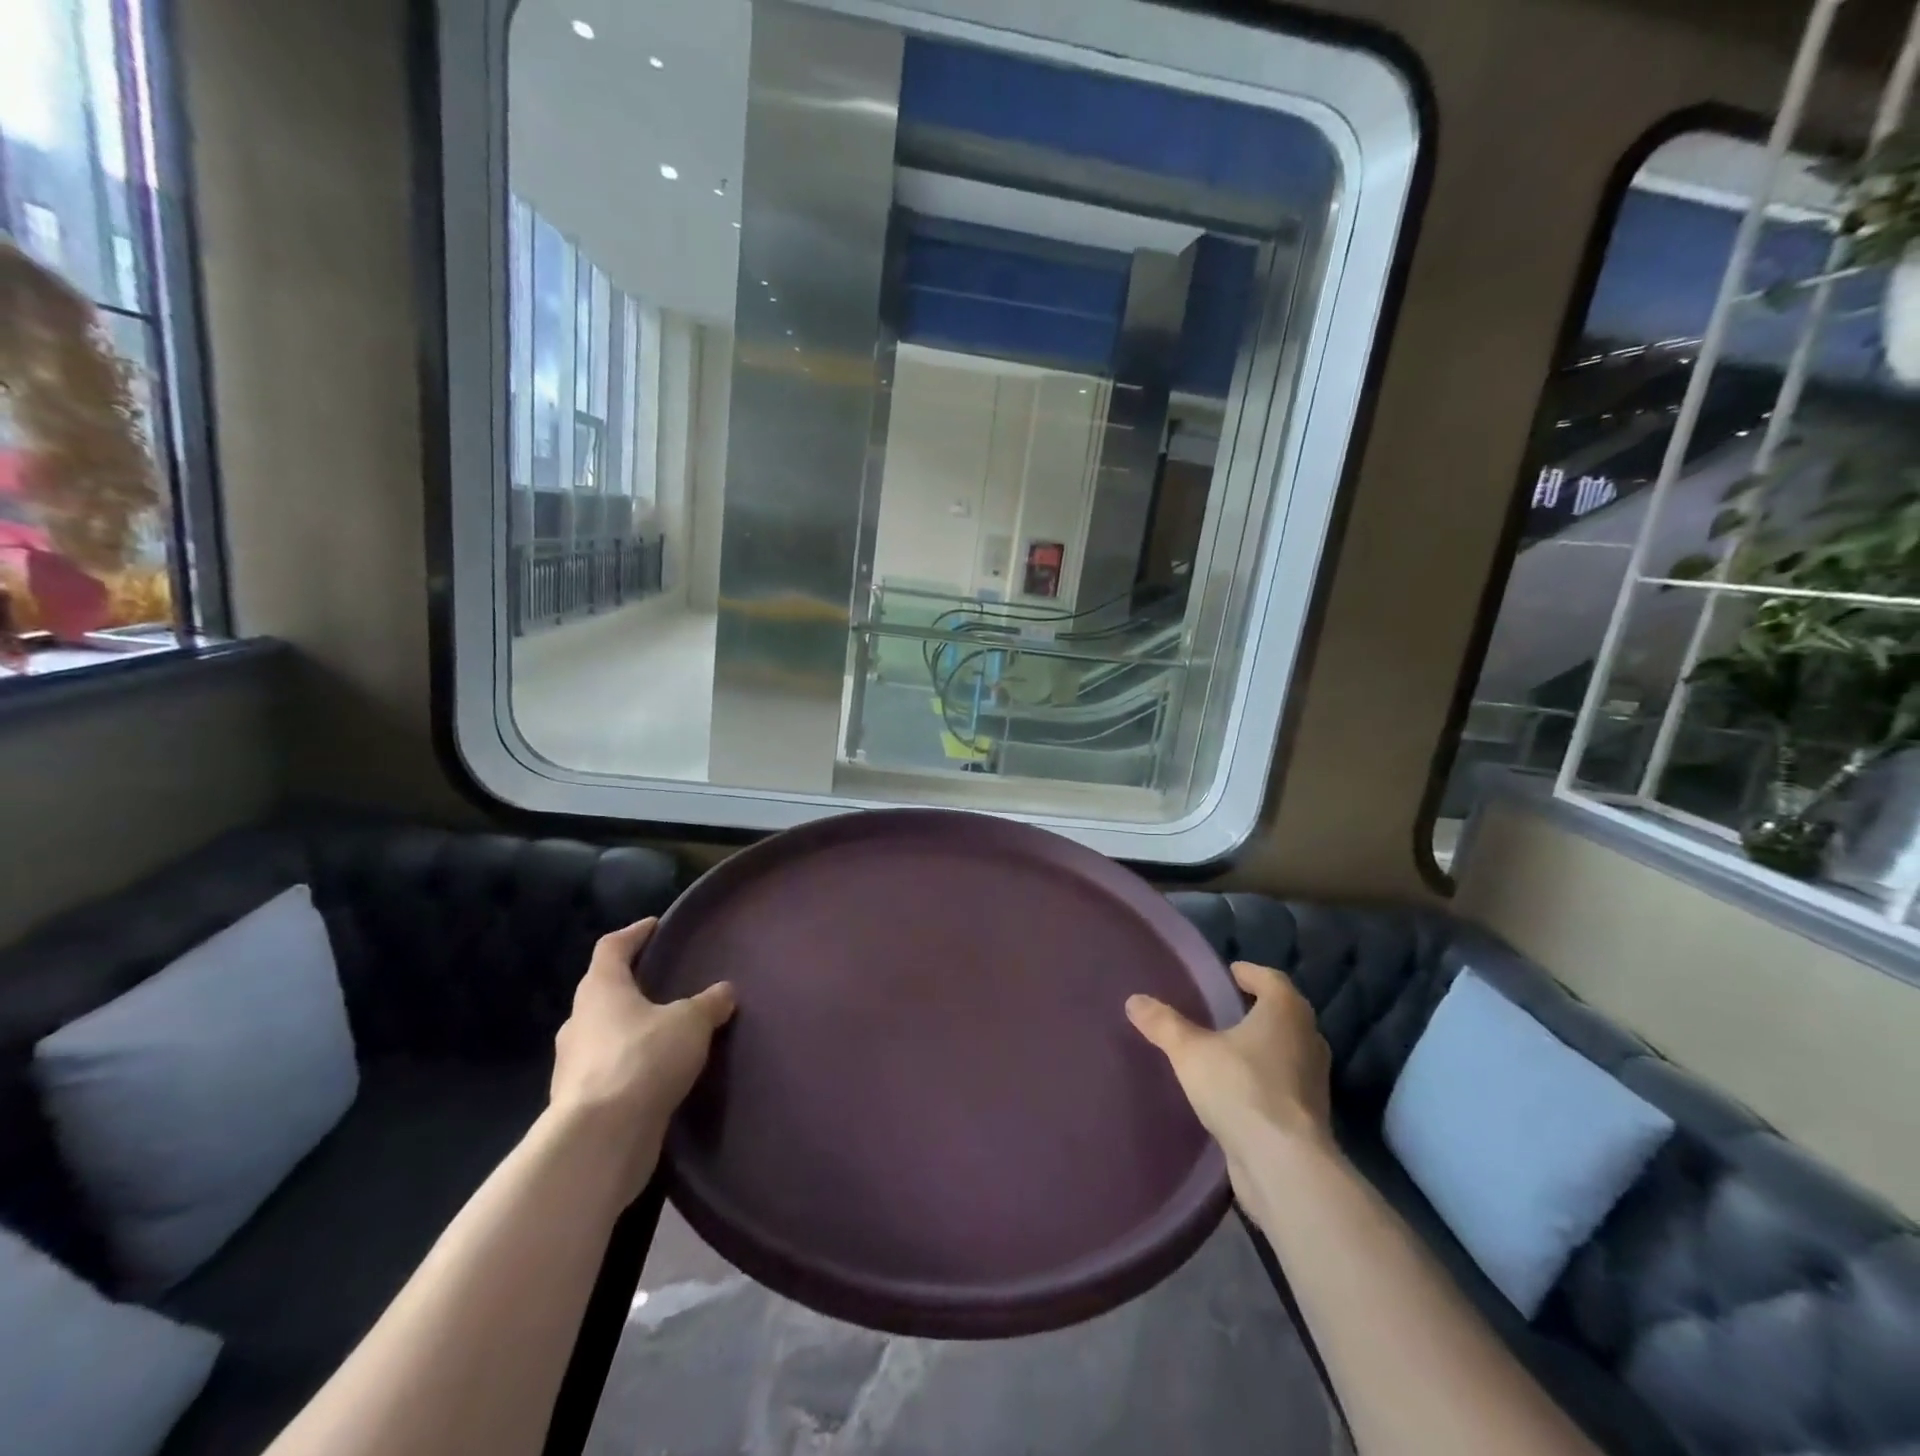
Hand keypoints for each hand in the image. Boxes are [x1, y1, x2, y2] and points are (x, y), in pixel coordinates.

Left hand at [550, 919, 734, 1193]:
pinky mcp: (581, 1102)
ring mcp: (574, 1065)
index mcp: (600, 989)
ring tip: (669, 1033)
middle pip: (604, 991)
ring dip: (632, 1030)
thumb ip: (709, 1004)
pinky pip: (610, 1071)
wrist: (600, 1140)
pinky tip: (658, 1074)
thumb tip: (724, 991)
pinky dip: (631, 1066)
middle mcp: (579, 1021)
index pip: (612, 947)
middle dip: (633, 986)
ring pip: (605, 1034)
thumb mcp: (690, 1023)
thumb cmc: (642, 1060)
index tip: (655, 926)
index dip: (634, 934)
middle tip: (667, 983)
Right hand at [1126, 961, 1333, 1196]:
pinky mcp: (1309, 1116)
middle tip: (1226, 1007)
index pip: (1272, 979)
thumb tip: (1134, 1000)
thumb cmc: (1241, 1088)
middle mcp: (1308, 1039)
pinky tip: (1238, 1087)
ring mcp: (1314, 1080)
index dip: (1251, 974)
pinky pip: (1285, 1083)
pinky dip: (1266, 1077)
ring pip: (1287, 1050)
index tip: (1231, 973)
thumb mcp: (1190, 1051)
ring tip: (1228, 1047)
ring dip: (1264, 1045)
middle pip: (1284, 1013)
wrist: (1283, 1164)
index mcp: (1286, 1012)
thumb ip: (1163, 1024)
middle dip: (1258, 1008)